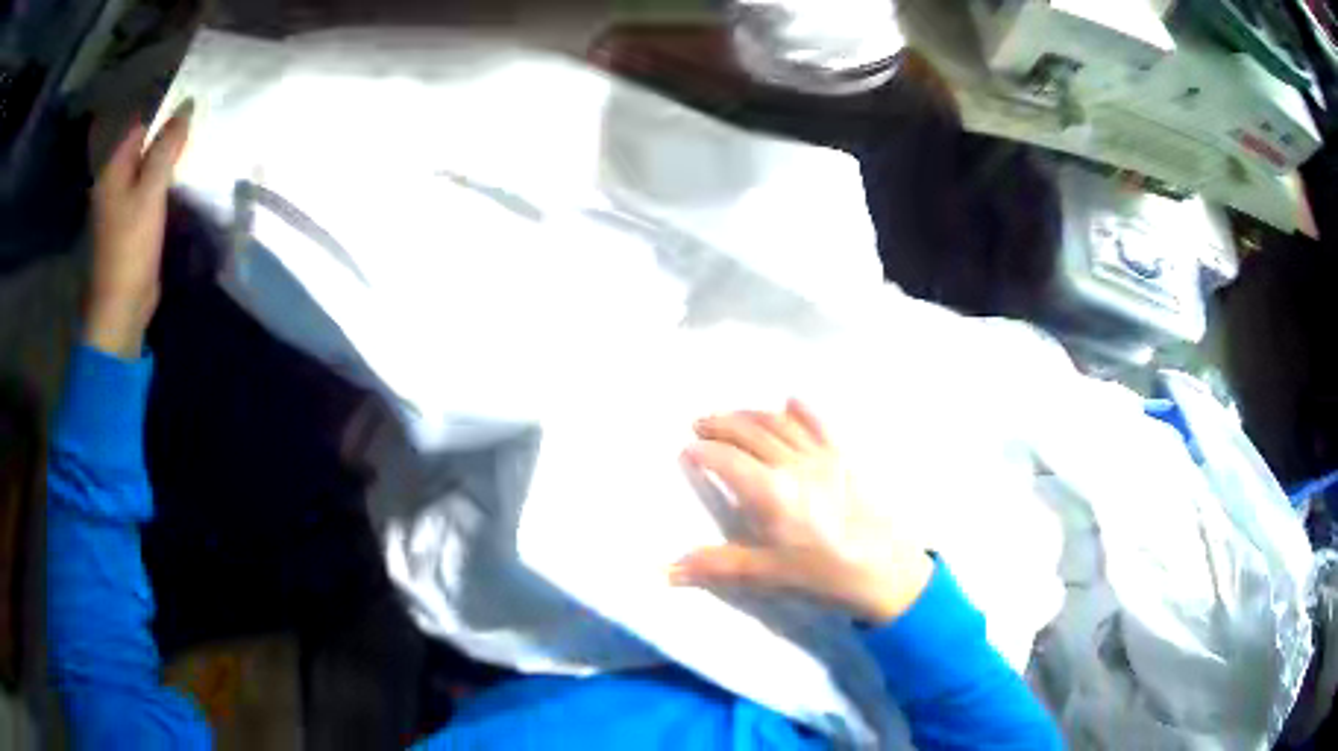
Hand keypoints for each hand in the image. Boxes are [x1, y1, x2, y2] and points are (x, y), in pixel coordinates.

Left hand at [85, 102, 191, 357]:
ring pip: (148, 173)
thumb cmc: (131, 246)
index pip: (142, 128)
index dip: (166, 120)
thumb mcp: (151, 191)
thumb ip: (167, 147)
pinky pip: (150, 195)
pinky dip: (164, 189)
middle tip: (198, 139)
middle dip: (169, 143)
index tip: (193, 119)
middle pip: (145, 150)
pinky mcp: (131, 227)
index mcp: (114, 170)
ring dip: (169, 167)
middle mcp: (114, 184)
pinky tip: (181, 191)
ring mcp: (121, 207)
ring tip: (195, 161)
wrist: (121, 306)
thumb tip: (186, 106)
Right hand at [671, 400, 933, 624]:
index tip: (686, 449)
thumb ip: (717, 565)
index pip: (727, 461)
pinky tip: (790, 402)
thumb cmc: (824, 574)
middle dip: (721, 424)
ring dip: (751, 414)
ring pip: (780, 423)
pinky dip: (801, 410)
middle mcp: (794, 465)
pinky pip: (820, 423)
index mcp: (772, 493)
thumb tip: (666, 571)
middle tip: (699, 423)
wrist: (886, 569)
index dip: (704, 451)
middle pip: (751, 432)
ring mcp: (822, 456)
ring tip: (731, 414)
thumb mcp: (768, 573)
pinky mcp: (845, 457)